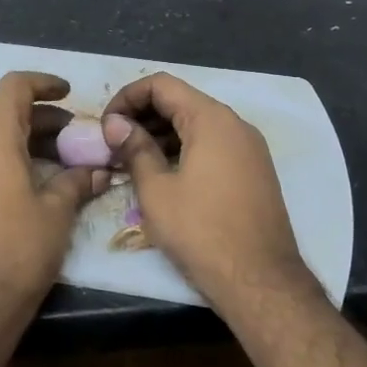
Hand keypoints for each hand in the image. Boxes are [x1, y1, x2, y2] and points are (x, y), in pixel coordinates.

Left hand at [0, 71, 107, 321]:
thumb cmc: (18, 251)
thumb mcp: (56, 213)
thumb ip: (77, 182)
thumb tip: (98, 171)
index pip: (15, 88)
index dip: (44, 83)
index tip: (69, 93)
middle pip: (6, 114)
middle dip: (44, 120)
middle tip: (78, 137)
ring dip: (29, 141)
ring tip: (65, 161)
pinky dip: (11, 159)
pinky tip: (38, 182)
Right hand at [104, 73, 320, 321]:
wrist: (260, 281)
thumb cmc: (201, 232)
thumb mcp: (156, 190)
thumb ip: (134, 149)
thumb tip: (115, 124)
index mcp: (211, 119)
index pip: (161, 85)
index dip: (127, 97)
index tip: (106, 125)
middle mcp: (235, 124)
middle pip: (181, 101)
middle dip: (142, 115)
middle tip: (113, 143)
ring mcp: (249, 148)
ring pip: (197, 124)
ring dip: (161, 133)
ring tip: (131, 160)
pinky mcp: (254, 170)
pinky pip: (213, 144)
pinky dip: (184, 148)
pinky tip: (162, 173)